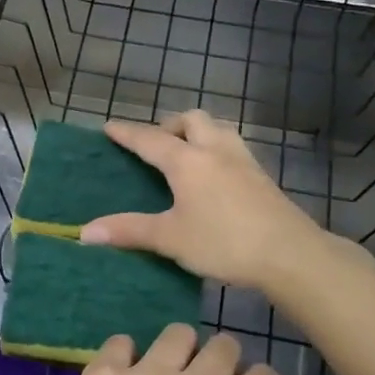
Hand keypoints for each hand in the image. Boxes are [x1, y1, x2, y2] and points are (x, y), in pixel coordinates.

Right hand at [80, 111, 344, 292]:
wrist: (290, 254)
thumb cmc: (224, 242)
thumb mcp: (170, 238)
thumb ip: (128, 231)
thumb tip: (84, 232)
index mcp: (187, 160)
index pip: (149, 139)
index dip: (127, 133)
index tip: (109, 127)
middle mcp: (215, 150)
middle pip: (191, 120)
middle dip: (169, 125)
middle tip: (156, 147)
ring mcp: (243, 161)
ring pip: (217, 129)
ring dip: (197, 133)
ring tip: (185, 156)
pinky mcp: (262, 177)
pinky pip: (232, 148)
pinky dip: (215, 150)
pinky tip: (214, 178)